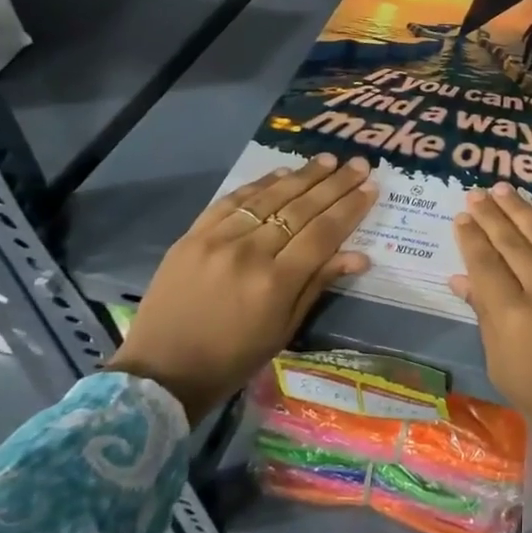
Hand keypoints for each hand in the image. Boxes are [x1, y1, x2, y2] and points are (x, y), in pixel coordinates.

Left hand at [106, 154, 375, 423]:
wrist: (160, 372)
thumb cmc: (233, 359)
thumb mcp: (284, 329)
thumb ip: (318, 284)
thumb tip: (360, 255)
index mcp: (275, 283)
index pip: (324, 233)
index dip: (350, 208)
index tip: (371, 187)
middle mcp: (249, 253)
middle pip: (301, 209)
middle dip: (335, 184)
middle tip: (359, 163)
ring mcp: (217, 240)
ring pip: (269, 198)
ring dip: (302, 176)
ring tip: (328, 160)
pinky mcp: (192, 236)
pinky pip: (232, 201)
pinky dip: (259, 184)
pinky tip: (281, 173)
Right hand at [450, 181, 531, 441]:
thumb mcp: (502, 365)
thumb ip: (483, 316)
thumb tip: (460, 279)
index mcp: (514, 319)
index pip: (486, 265)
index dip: (472, 239)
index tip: (462, 218)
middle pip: (513, 243)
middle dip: (492, 215)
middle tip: (476, 194)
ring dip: (522, 209)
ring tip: (504, 190)